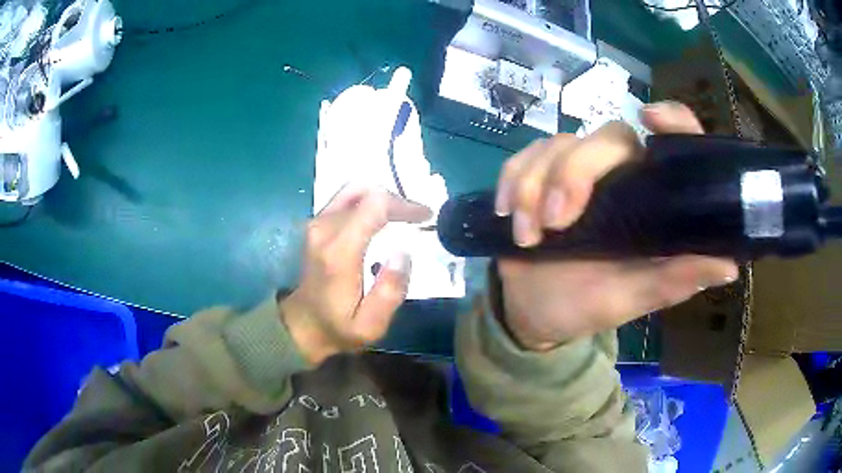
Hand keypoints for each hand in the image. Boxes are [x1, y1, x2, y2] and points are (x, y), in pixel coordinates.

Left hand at [282, 185, 430, 364]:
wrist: (302, 325)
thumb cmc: (337, 327)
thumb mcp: (370, 326)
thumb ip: (389, 293)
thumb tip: (403, 253)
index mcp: (339, 252)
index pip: (374, 206)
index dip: (403, 205)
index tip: (425, 216)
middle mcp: (324, 229)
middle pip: (365, 192)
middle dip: (396, 200)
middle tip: (416, 217)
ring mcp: (316, 223)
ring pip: (354, 190)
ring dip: (382, 198)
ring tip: (402, 216)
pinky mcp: (316, 224)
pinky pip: (345, 199)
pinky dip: (368, 201)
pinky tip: (381, 218)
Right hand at [493, 102, 738, 350]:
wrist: (533, 312)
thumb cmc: (587, 305)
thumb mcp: (633, 298)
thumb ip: (675, 280)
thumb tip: (730, 265)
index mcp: (651, 202)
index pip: (672, 144)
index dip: (672, 121)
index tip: (650, 118)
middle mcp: (619, 177)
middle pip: (605, 137)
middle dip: (573, 174)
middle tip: (555, 222)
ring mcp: (575, 173)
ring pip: (557, 144)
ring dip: (534, 186)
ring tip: (528, 236)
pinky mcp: (537, 176)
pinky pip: (522, 158)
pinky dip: (512, 181)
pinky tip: (508, 214)